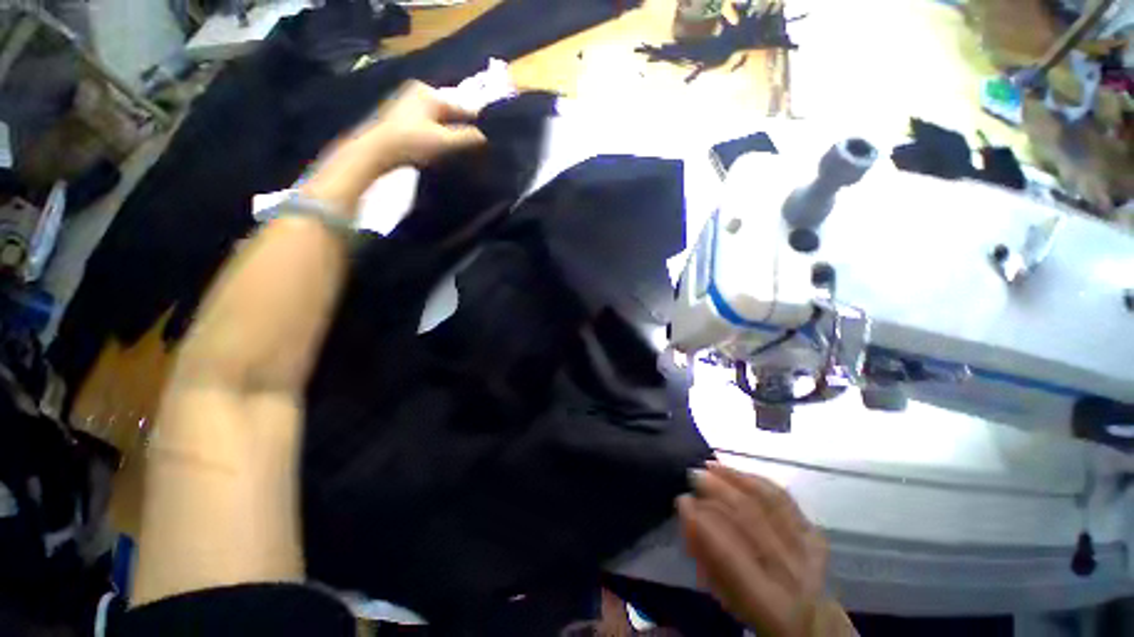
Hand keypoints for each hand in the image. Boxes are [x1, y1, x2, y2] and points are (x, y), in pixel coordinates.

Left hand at [302, 80, 486, 208]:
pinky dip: (435, 133)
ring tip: (459, 149)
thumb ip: (467, 137)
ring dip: (449, 132)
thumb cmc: (411, 142)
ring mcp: (407, 102)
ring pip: (438, 118)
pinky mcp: (399, 116)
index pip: (462, 107)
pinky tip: (439, 147)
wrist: (374, 151)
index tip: (487, 138)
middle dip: (461, 127)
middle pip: (450, 112)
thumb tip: (484, 136)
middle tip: (474, 146)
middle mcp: (419, 92)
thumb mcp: (444, 141)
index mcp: (430, 93)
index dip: (475, 123)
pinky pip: (427, 123)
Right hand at [678, 463, 848, 635]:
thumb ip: (707, 559)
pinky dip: (758, 481)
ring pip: (769, 502)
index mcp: (768, 602)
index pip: (729, 554)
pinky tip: (738, 472)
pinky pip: (785, 499)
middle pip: (751, 519)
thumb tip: (688, 517)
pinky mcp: (815, 533)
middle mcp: (792, 573)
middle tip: (694, 475)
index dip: (702, 522)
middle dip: (718, 491)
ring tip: (711, 466)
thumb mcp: (728, 599)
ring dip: (736, 478)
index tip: (682, 499)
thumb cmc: (760, 614)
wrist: (814, 623)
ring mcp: (808, 550)